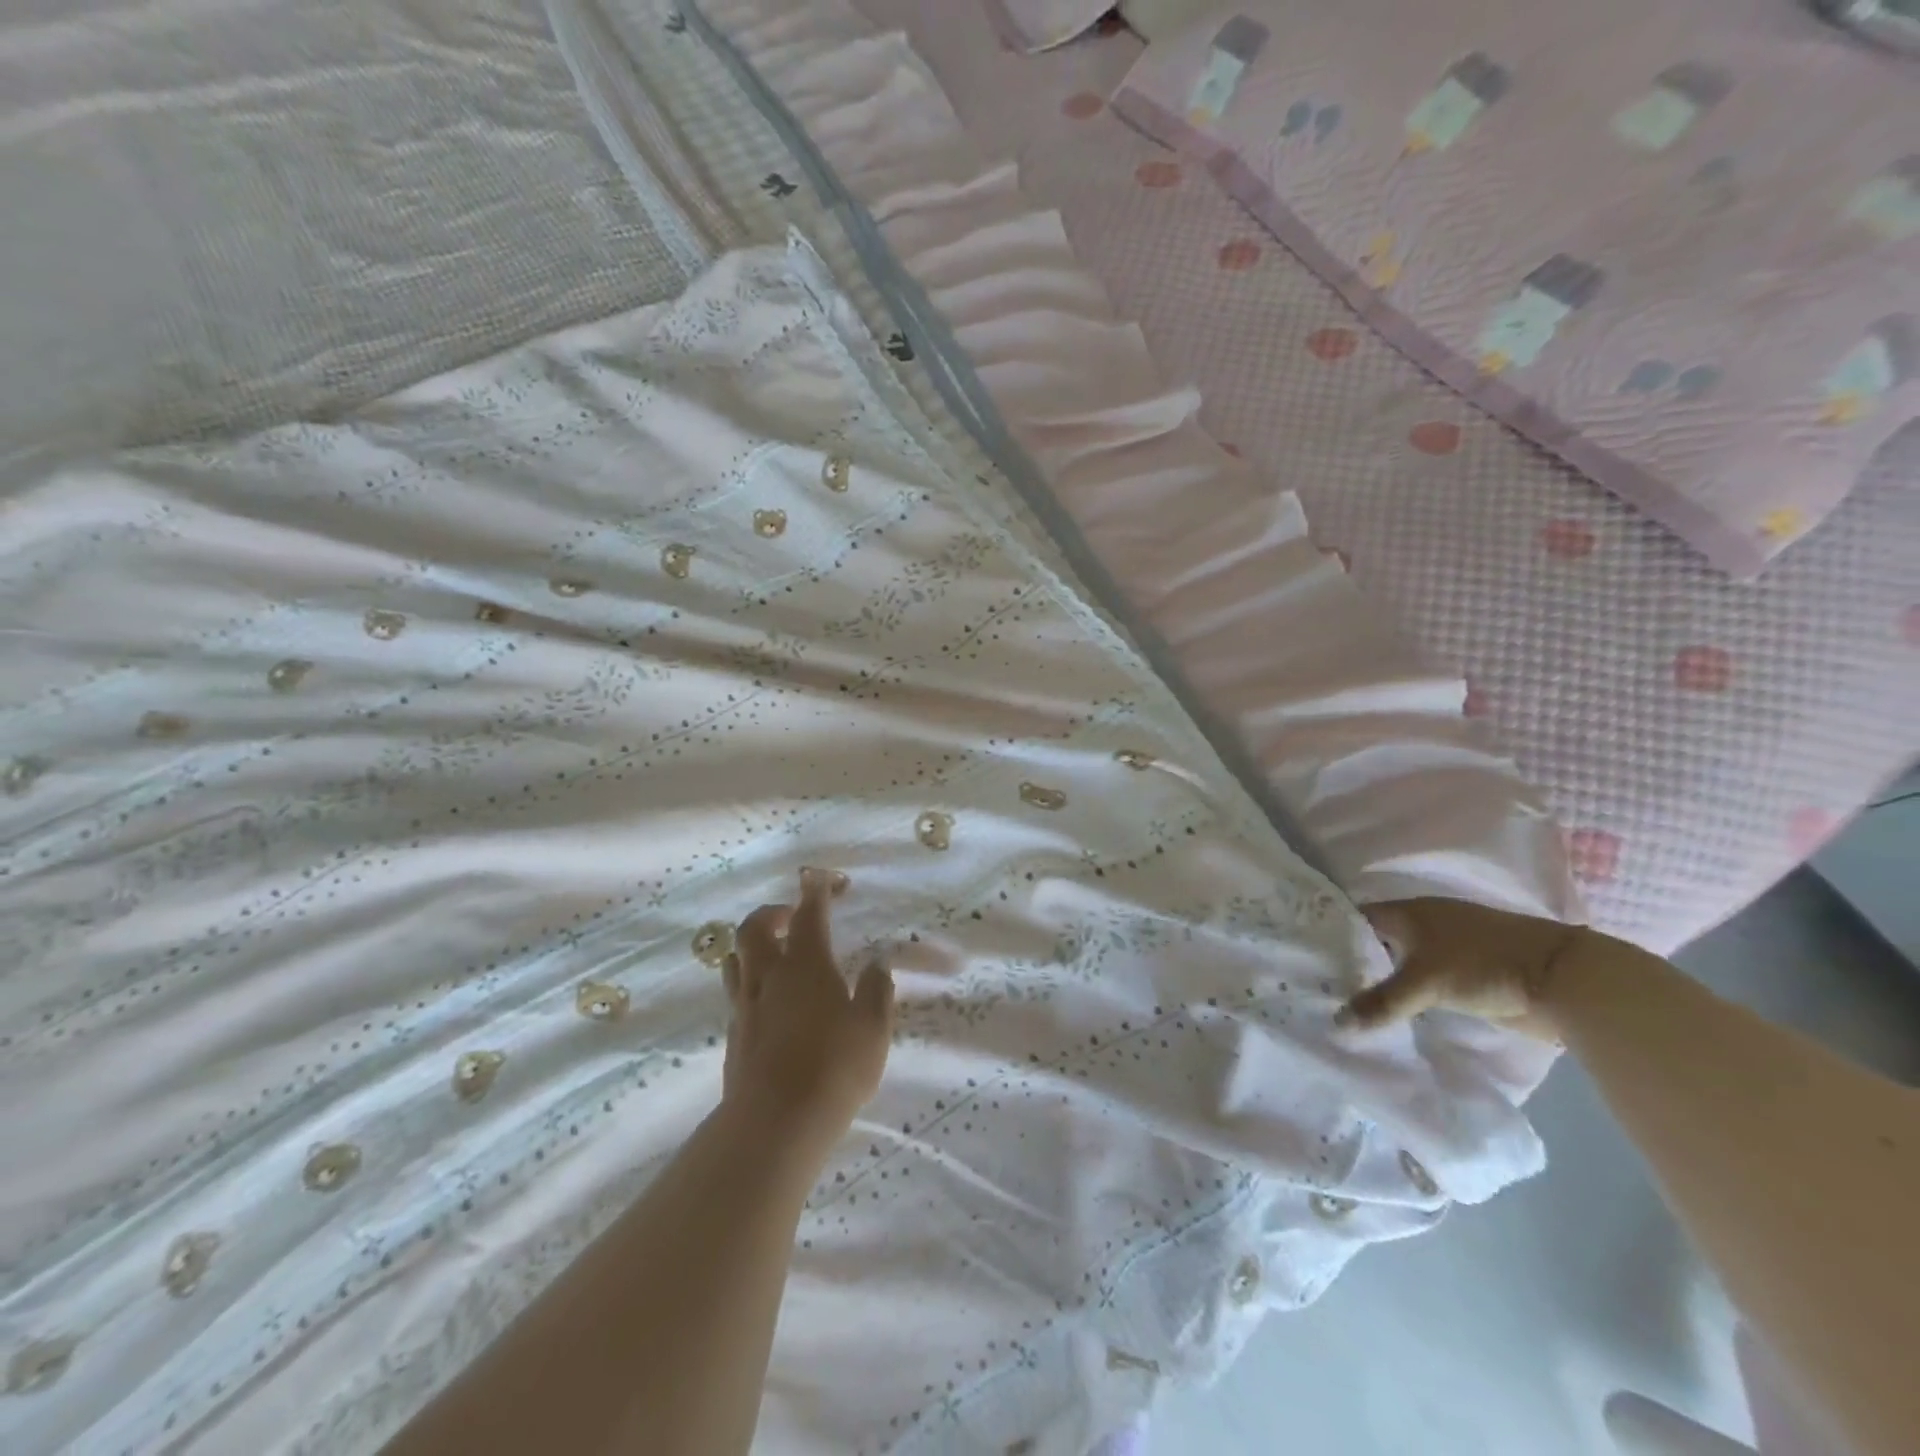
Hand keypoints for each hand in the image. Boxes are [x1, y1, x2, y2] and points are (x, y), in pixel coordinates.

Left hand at [721, 869, 894, 1142]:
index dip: (815, 891)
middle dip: (773, 912)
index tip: (821, 878)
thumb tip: (877, 964)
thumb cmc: (834, 1067)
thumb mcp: (872, 1029)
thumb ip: (876, 991)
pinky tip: (770, 1000)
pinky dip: (751, 981)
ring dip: (753, 945)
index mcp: (805, 964)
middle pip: (755, 928)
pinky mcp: (734, 1035)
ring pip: (736, 958)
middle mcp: (769, 976)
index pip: (808, 914)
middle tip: (792, 915)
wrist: (775, 1124)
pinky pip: (736, 992)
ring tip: (774, 952)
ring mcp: (746, 1006)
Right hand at [1337, 897, 1586, 1042]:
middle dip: (1351, 962)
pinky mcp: (1465, 975)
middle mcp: (1423, 924)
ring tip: (1344, 1003)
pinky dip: (1406, 994)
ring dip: (1380, 981)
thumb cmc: (1483, 964)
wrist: (1562, 980)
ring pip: (1399, 962)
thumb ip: (1380, 1002)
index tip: (1305, 957)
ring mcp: (1446, 949)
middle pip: (1375, 941)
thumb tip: (1336, 1023)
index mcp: (1408, 912)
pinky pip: (1421, 981)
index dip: (1330, 934)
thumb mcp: (1424, 983)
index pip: (1355, 918)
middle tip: (1318, 985)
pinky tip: (1389, 1012)